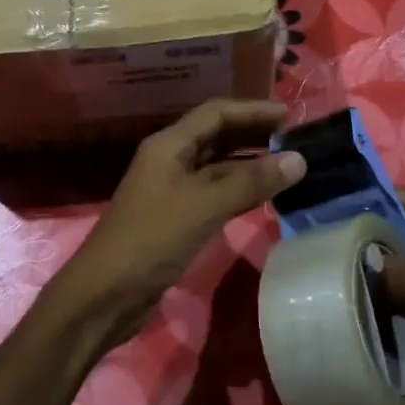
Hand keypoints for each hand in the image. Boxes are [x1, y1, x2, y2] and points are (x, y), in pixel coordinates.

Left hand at [51, 99, 306, 350]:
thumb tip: (299, 159)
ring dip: (249, 163)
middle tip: (293, 138)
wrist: (105, 294)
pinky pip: (214, 193)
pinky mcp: (176, 218)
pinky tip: (264, 196)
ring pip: (217, 166)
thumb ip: (251, 181)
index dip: (252, 110)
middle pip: (216, 136)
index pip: (216, 113)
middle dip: (253, 134)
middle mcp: (170, 160)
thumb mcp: (204, 206)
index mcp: (169, 145)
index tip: (289, 114)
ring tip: (287, 165)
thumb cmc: (152, 239)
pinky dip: (239, 190)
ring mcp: (172, 190)